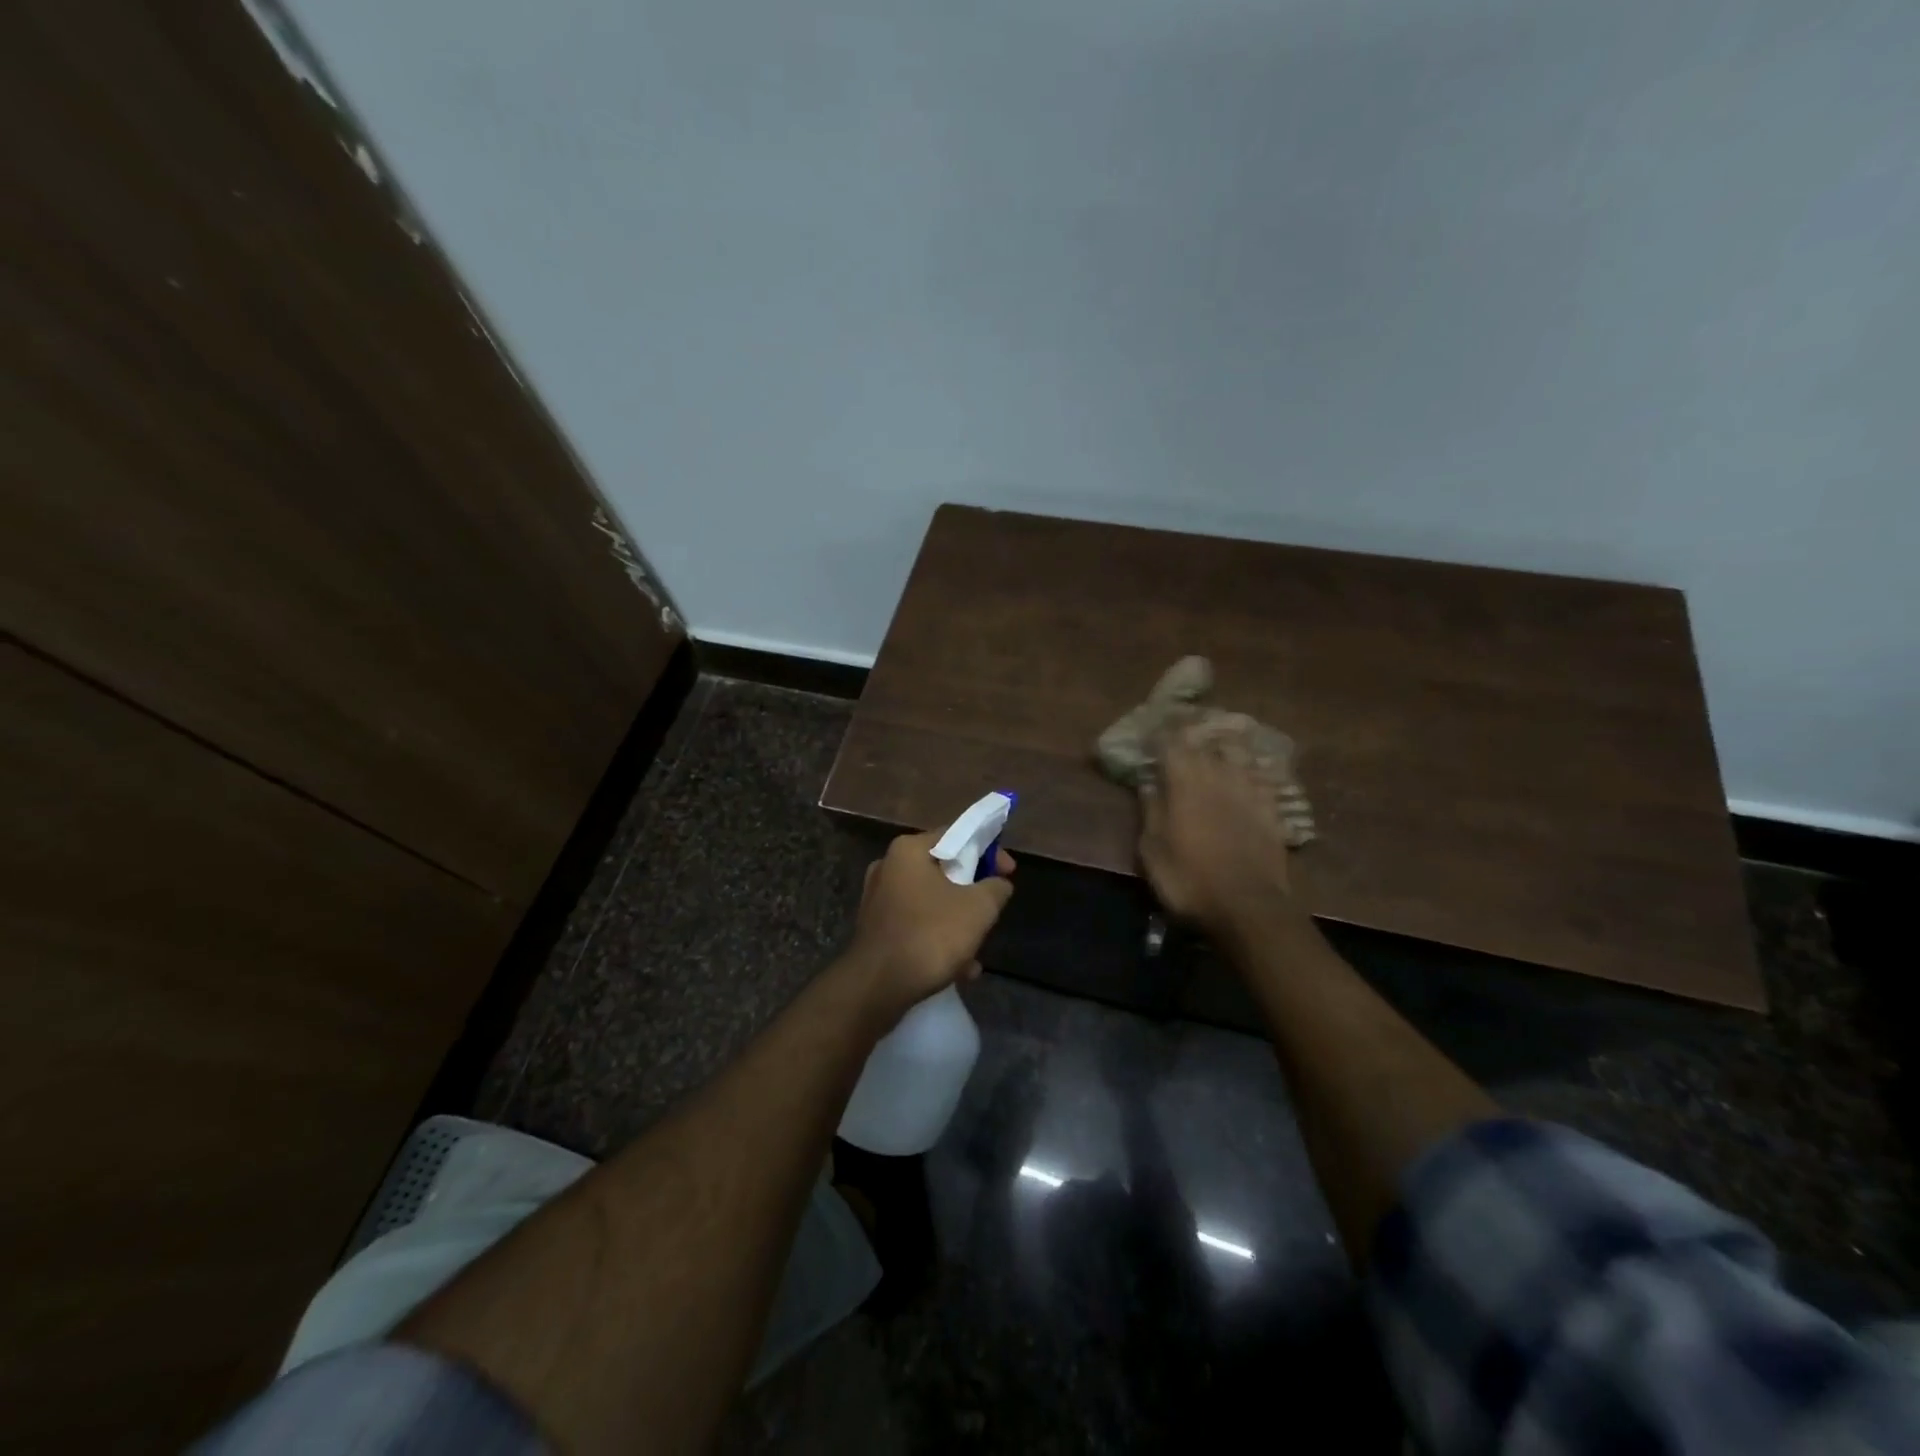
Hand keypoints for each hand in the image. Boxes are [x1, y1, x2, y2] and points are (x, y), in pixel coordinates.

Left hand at [843, 831, 1015, 1024]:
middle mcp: (888, 867)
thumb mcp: (979, 908)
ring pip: (931, 902)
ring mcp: (878, 899)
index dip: (989, 851)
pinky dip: (937, 940)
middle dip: (972, 892)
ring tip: (976, 951)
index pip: (956, 835)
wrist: (877, 987)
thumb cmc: (930, 935)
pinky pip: (916, 925)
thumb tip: (999, 883)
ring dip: (957, 923)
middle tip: (992, 910)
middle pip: (943, 870)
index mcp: (908, 850)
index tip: (1008, 872)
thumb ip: (996, 888)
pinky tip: (958, 969)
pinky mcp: (876, 929)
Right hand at [1138, 726, 1298, 934]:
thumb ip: (1151, 810)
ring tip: (1217, 739)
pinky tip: (1250, 768)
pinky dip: (1252, 767)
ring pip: (1237, 753)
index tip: (1152, 730)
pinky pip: (1262, 775)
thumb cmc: (1189, 880)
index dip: (1161, 734)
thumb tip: (1148, 782)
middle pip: (1205, 742)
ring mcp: (1250, 790)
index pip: (1171, 744)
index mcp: (1184, 783)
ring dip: (1224, 744)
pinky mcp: (1273, 808)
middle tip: (1183, 728)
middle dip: (1192, 733)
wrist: (1248, 907)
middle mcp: (1218, 776)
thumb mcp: (1152, 850)